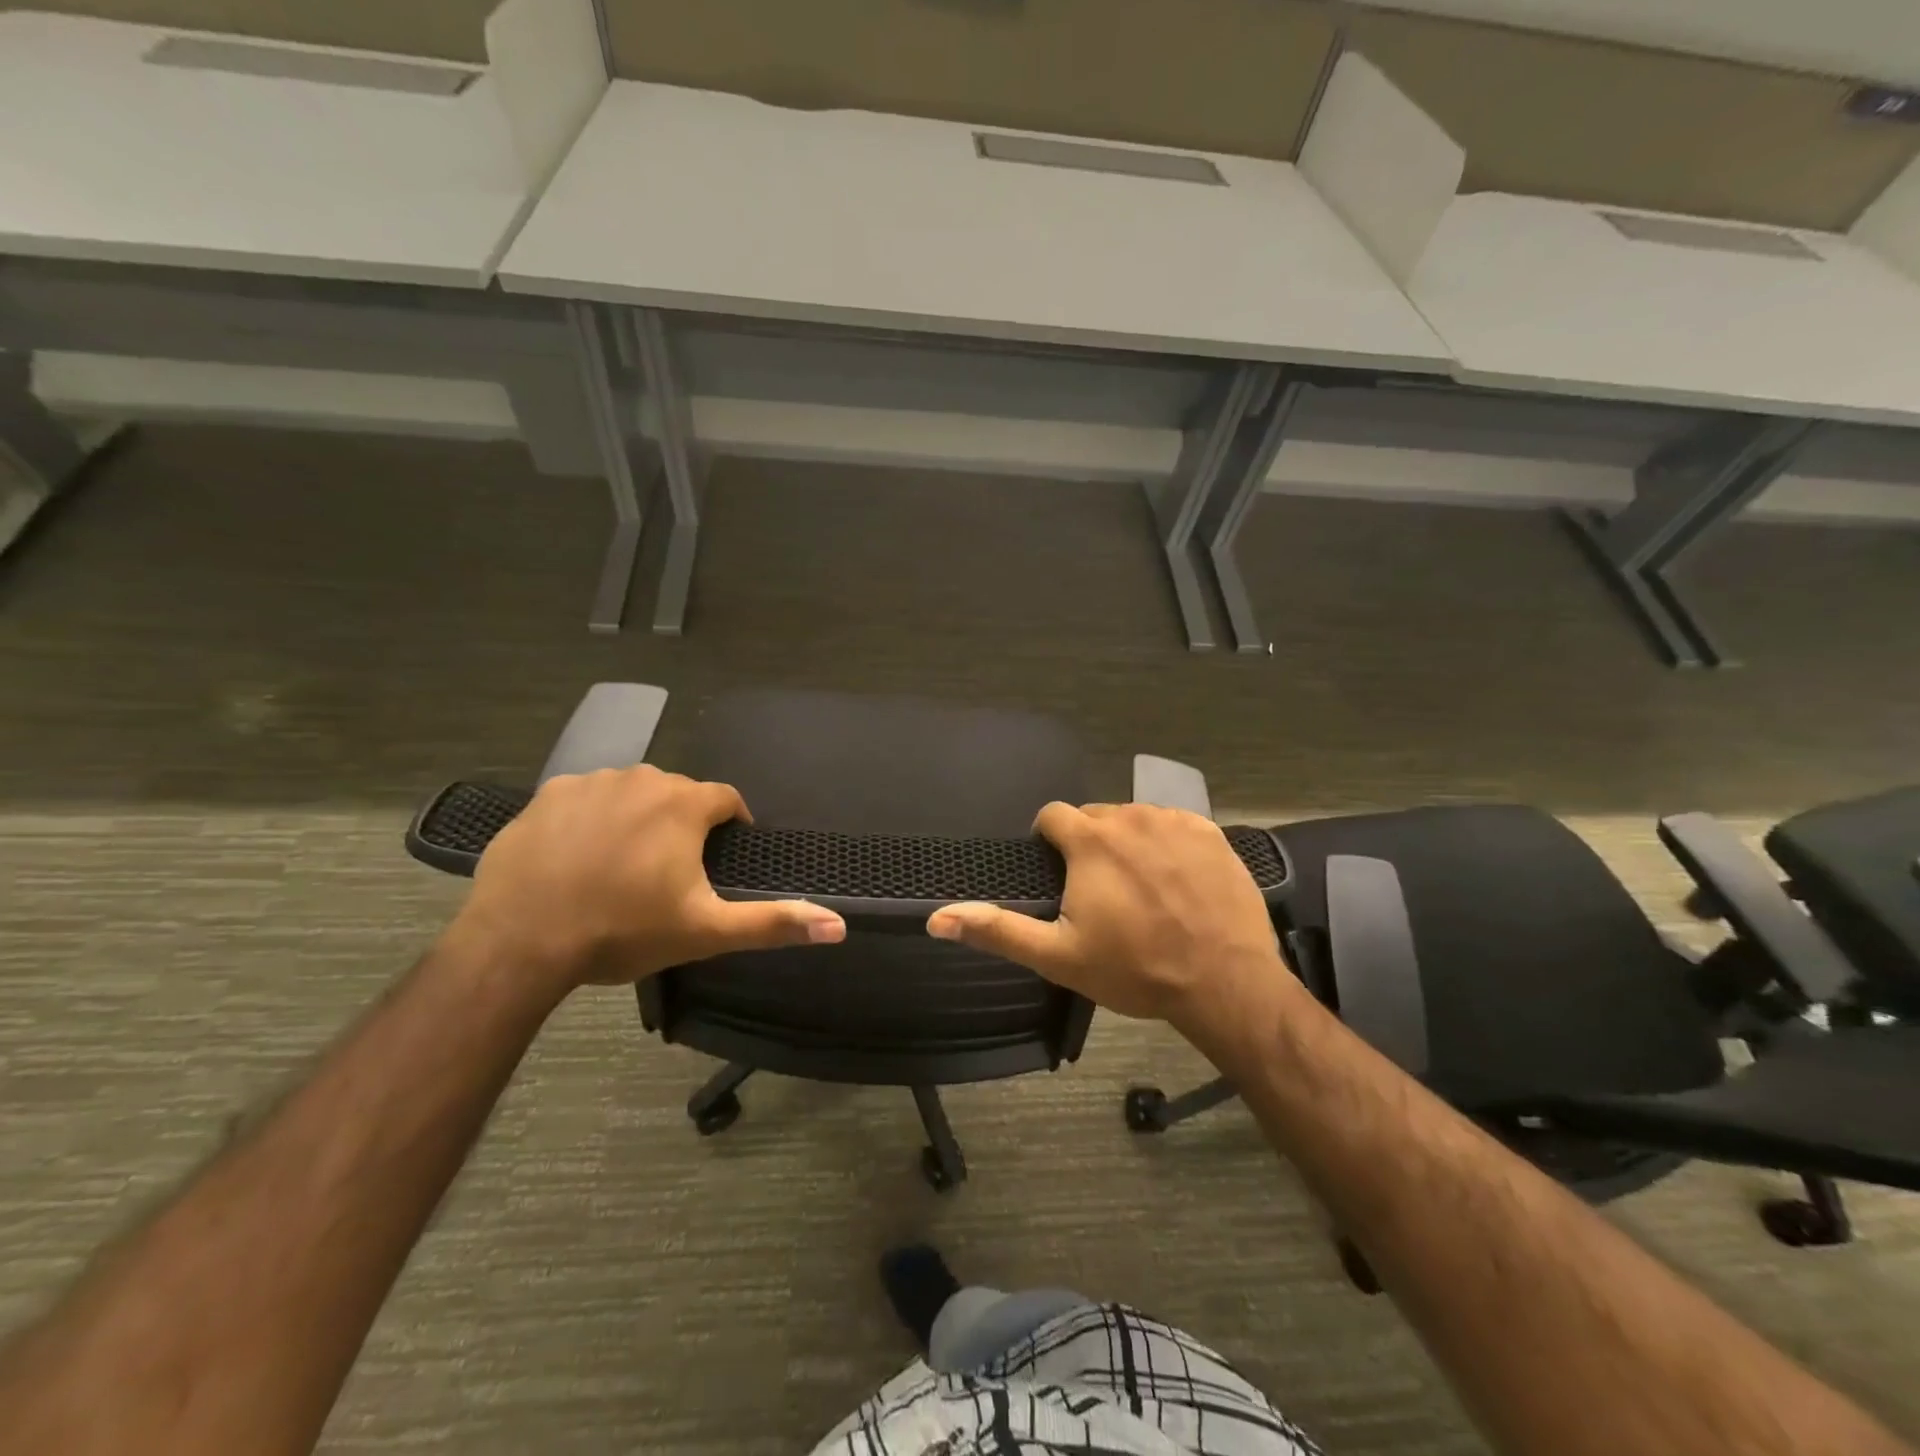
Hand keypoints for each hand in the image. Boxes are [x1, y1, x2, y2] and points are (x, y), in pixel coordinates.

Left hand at [453, 765, 845, 994]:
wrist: (520, 943)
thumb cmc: (623, 932)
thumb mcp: (706, 931)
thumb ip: (774, 923)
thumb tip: (839, 926)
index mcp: (683, 804)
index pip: (727, 799)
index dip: (732, 825)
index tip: (722, 857)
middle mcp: (641, 778)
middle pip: (678, 794)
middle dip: (683, 824)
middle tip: (671, 872)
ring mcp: (589, 782)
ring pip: (631, 793)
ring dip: (638, 819)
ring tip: (624, 866)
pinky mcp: (545, 796)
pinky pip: (585, 798)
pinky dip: (591, 820)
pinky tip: (579, 858)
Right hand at [926, 803, 1289, 1032]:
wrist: (1224, 982)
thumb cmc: (1135, 969)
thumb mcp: (1058, 956)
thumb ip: (997, 930)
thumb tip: (937, 918)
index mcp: (1090, 840)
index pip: (1053, 815)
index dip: (1049, 842)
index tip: (1059, 874)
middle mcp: (1131, 817)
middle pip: (1095, 818)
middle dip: (1090, 845)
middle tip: (1102, 893)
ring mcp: (1175, 821)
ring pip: (1136, 820)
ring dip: (1130, 845)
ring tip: (1143, 891)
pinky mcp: (1211, 832)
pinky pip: (1176, 826)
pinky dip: (1169, 846)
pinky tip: (1179, 883)